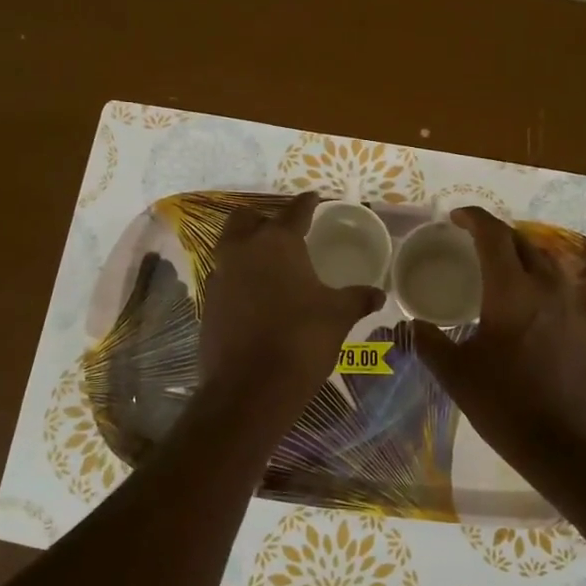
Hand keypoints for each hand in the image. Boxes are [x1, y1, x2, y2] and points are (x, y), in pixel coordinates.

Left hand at [200, 193, 385, 416]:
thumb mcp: (338, 316)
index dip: (307, 202)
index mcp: (277, 243)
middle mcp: (242, 251)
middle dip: (263, 219)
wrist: (249, 389)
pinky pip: (223, 278)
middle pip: (246, 219)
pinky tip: (255, 295)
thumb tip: (378, 293)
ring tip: (269, 262)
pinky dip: (238, 278)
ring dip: (246, 247)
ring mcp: (219, 277)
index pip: (295, 211)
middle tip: (283, 231)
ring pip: (229, 247)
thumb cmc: (301, 340)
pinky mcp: (207, 303)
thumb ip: (357, 298)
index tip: (314, 197)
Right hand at [412, 207, 585, 471]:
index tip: (455, 218)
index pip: (494, 235)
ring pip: (544, 259)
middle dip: (495, 233)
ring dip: (518, 252)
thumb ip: (429, 342)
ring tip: (496, 265)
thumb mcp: (456, 374)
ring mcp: (571, 304)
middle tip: (471, 241)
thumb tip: (412, 324)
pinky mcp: (583, 323)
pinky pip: (557, 282)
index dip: (473, 218)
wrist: (567, 443)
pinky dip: (535, 275)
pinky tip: (522, 298)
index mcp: (512, 291)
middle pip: (522, 240)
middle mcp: (546, 287)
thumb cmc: (505, 404)